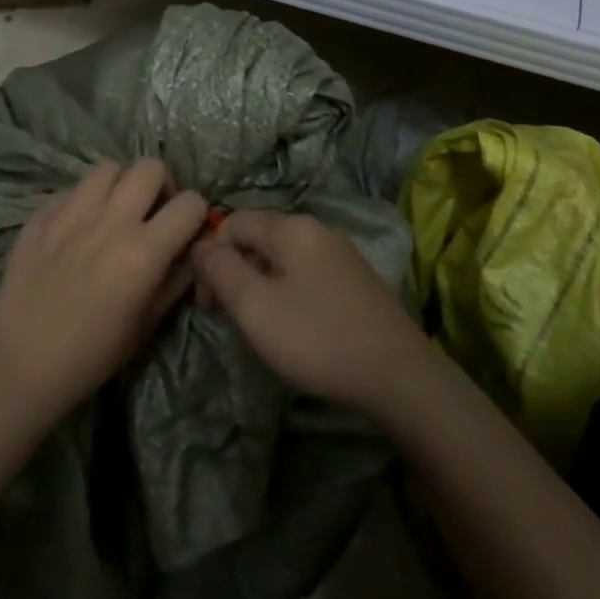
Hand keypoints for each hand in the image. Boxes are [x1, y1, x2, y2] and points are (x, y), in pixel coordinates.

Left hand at [0, 159, 207, 418]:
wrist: (23, 364)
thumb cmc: (94, 353)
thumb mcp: (149, 323)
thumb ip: (177, 279)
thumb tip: (191, 250)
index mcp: (144, 251)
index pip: (190, 203)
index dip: (195, 214)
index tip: (185, 230)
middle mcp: (110, 222)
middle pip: (149, 167)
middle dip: (160, 186)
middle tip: (152, 211)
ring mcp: (70, 214)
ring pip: (108, 168)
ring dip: (120, 186)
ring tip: (114, 212)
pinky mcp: (40, 216)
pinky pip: (71, 189)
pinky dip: (83, 200)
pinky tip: (78, 227)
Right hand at [190, 211, 427, 415]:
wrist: (398, 375)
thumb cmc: (317, 338)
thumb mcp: (255, 306)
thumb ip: (221, 270)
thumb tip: (201, 245)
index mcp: (292, 228)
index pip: (232, 222)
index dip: (210, 257)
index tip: (208, 303)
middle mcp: (318, 230)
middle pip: (258, 238)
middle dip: (234, 272)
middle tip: (229, 317)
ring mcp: (342, 254)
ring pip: (282, 258)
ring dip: (259, 285)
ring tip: (259, 326)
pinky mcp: (356, 280)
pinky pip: (306, 274)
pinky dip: (287, 292)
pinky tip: (294, 327)